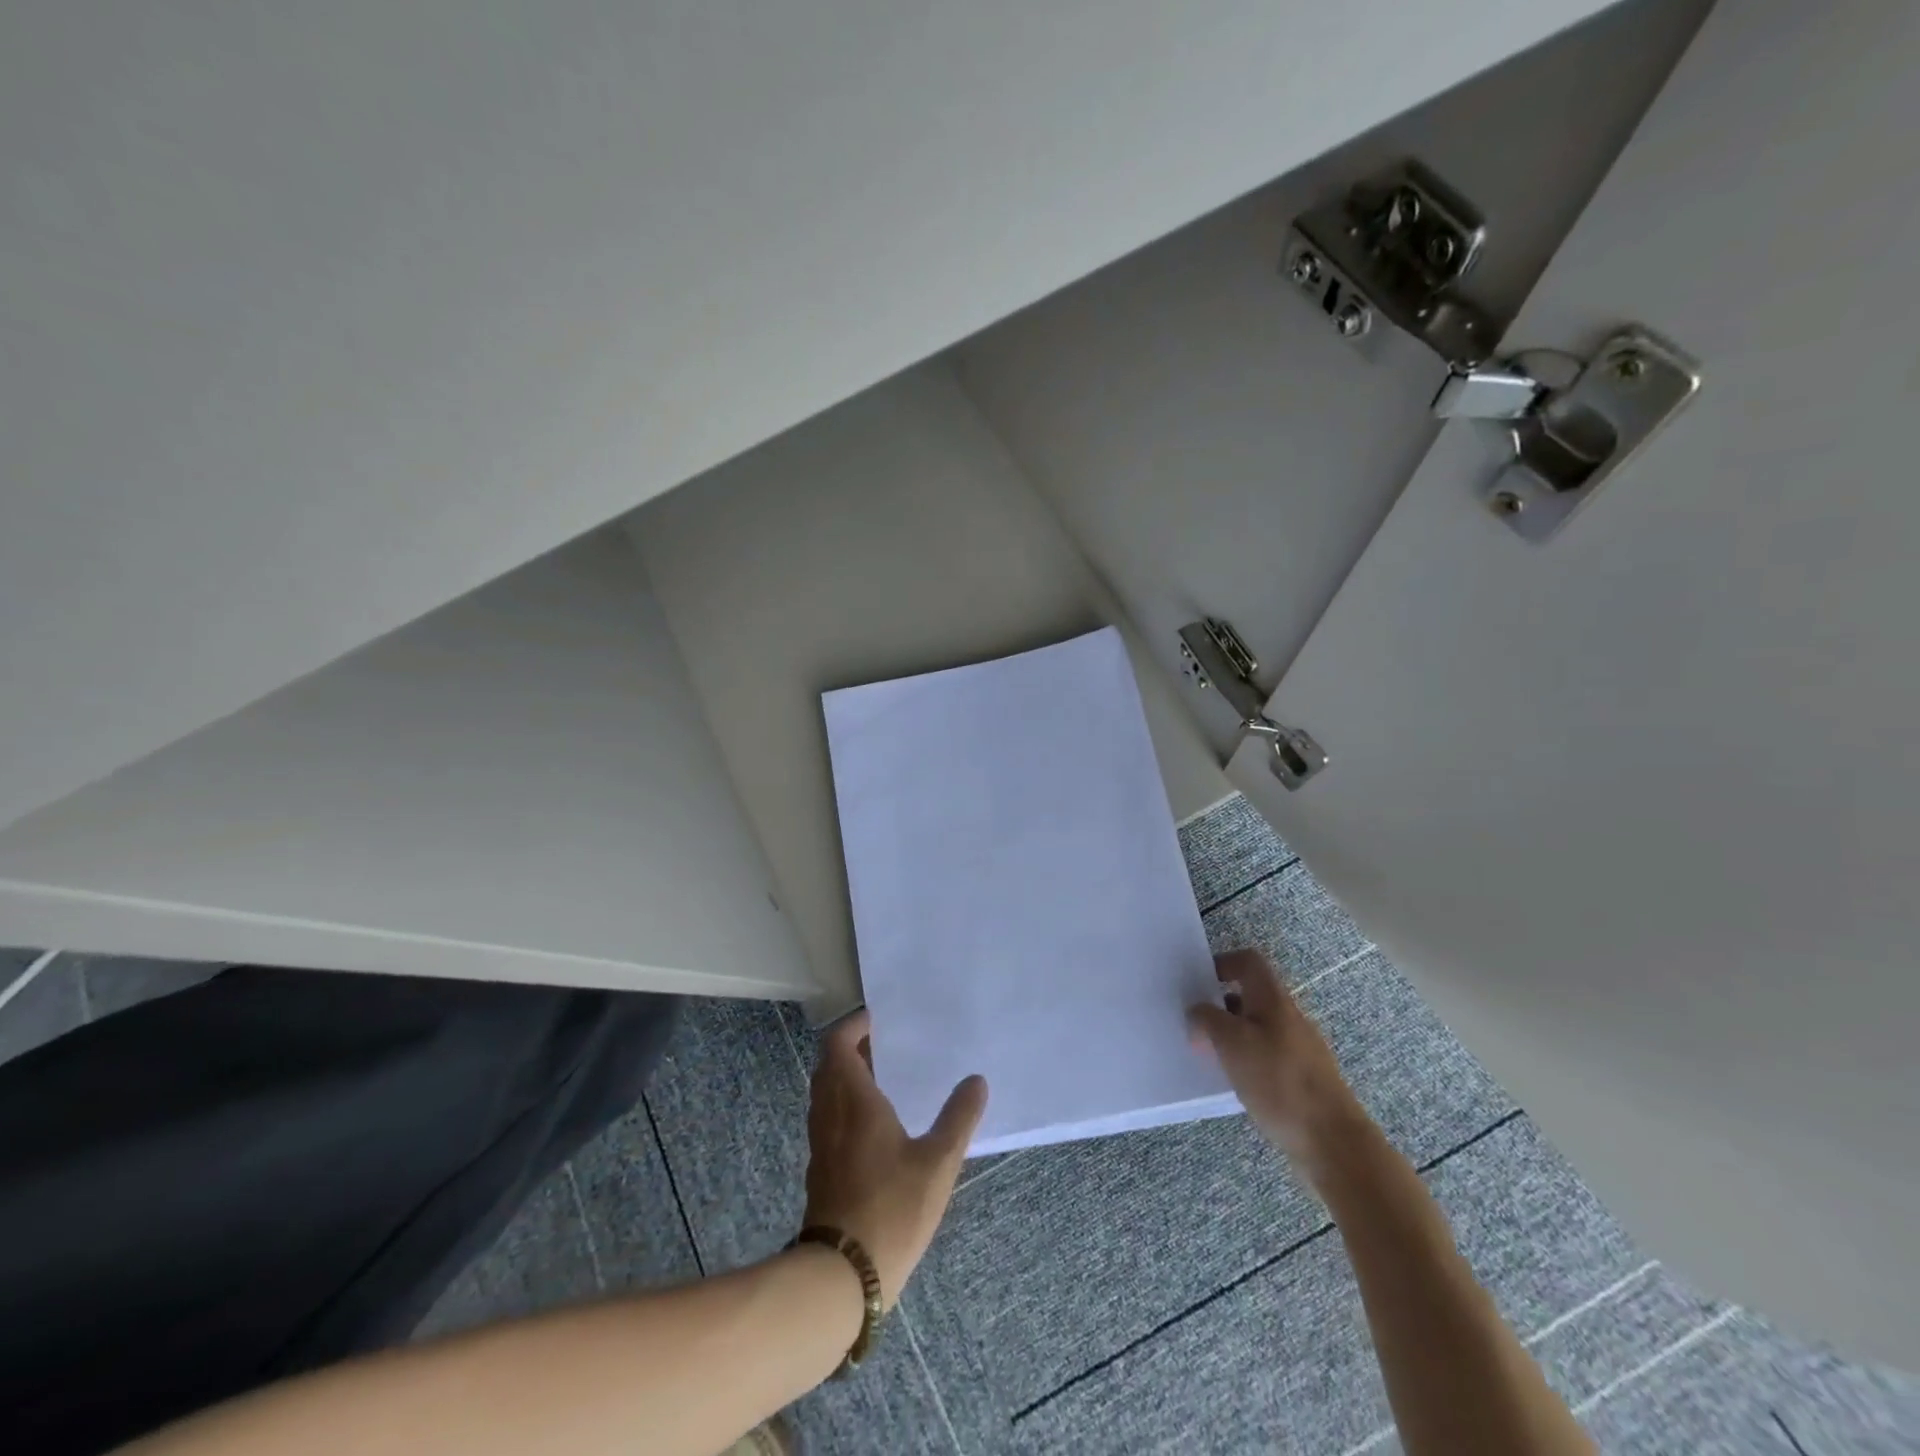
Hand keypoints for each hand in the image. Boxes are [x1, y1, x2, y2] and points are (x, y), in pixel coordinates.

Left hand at [802, 1009, 987, 1308]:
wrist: (842, 1277)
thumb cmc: (891, 1208)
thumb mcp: (938, 1163)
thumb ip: (958, 1118)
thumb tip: (976, 1080)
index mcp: (853, 1100)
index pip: (838, 1044)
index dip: (854, 1026)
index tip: (878, 1019)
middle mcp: (830, 1113)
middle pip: (829, 1066)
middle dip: (852, 1049)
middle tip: (886, 1044)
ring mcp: (821, 1143)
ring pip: (826, 1093)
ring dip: (846, 1076)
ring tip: (883, 1078)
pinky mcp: (820, 1169)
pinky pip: (828, 1117)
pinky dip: (844, 1103)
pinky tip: (873, 1123)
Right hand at [1187, 948, 1370, 1179]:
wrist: (1333, 1141)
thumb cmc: (1278, 1081)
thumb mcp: (1230, 1043)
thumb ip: (1207, 1019)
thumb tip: (1196, 1012)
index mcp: (1273, 999)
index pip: (1249, 961)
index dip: (1222, 963)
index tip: (1198, 983)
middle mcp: (1289, 1016)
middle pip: (1251, 995)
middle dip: (1220, 1005)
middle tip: (1195, 1024)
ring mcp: (1300, 1048)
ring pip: (1258, 1027)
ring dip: (1232, 1035)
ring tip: (1209, 1056)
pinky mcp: (1303, 1077)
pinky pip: (1267, 1055)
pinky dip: (1247, 1060)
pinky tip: (1235, 1083)